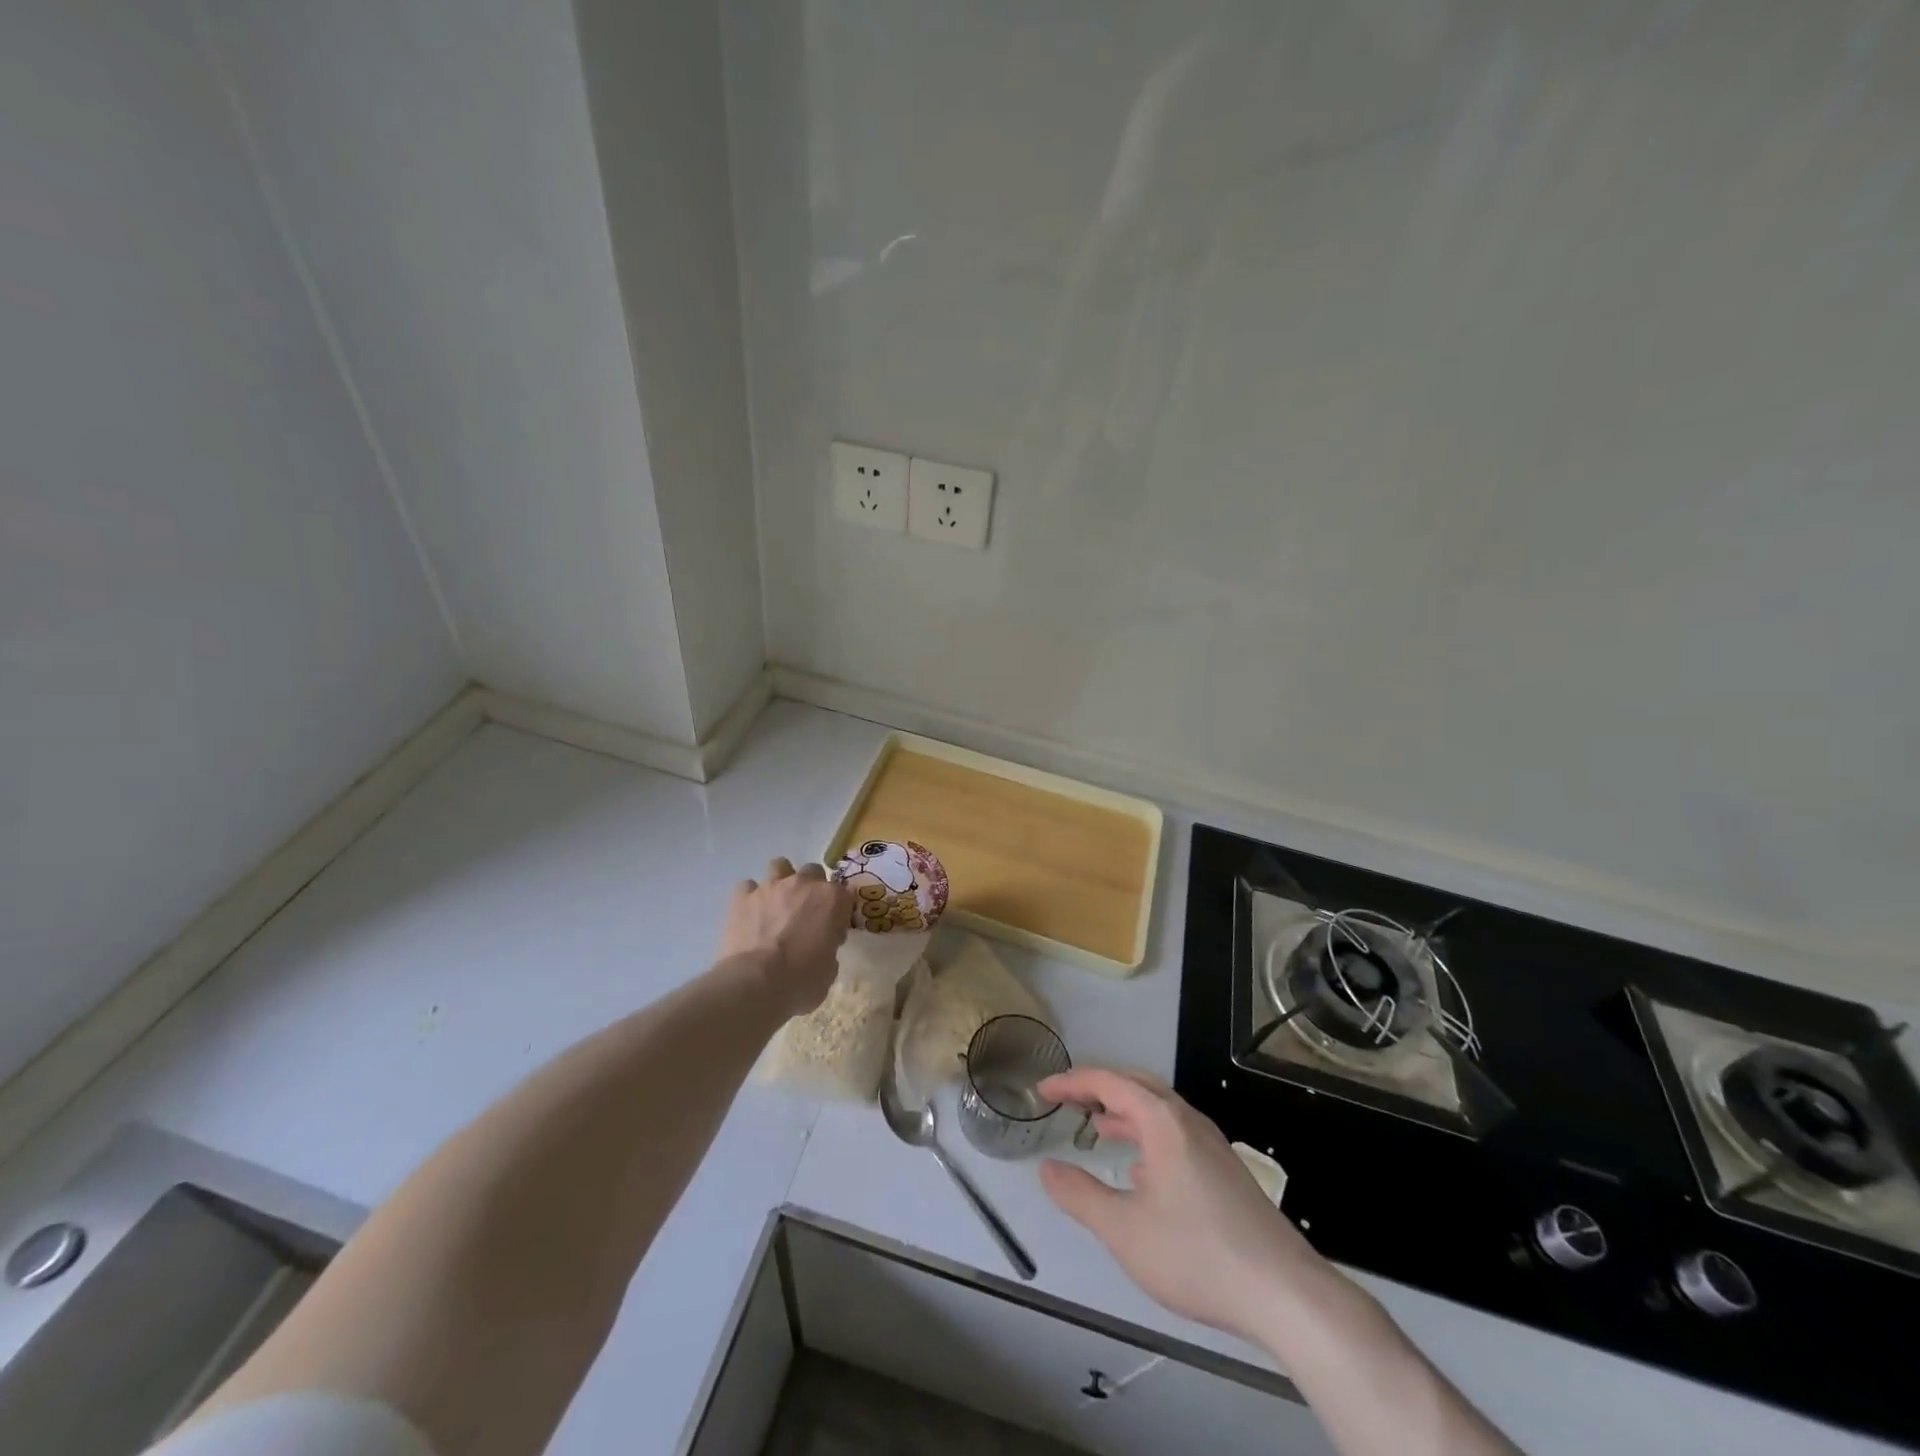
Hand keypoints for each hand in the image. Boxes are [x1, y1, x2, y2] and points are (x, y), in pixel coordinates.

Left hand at [720, 858, 852, 1017]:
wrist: (756, 985)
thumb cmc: (801, 981)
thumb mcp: (830, 969)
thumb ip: (828, 947)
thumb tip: (820, 947)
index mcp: (832, 899)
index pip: (844, 893)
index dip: (838, 911)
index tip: (833, 929)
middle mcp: (803, 884)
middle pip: (812, 871)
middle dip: (810, 888)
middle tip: (805, 914)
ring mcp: (770, 887)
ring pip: (779, 866)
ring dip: (781, 882)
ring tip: (776, 906)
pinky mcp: (742, 898)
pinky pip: (748, 888)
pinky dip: (750, 898)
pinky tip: (750, 915)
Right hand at [1037, 1068, 1324, 1341]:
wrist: (1285, 1294)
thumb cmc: (1197, 1254)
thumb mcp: (1124, 1230)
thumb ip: (1080, 1196)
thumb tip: (1047, 1168)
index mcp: (1163, 1121)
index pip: (1109, 1082)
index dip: (1072, 1082)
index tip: (1043, 1090)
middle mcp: (1188, 1121)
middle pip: (1138, 1086)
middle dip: (1100, 1087)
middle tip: (1068, 1099)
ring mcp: (1211, 1146)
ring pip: (1159, 1111)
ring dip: (1125, 1112)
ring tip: (1097, 1126)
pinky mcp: (1225, 1172)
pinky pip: (1175, 1134)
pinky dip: (1147, 1136)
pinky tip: (1140, 1172)